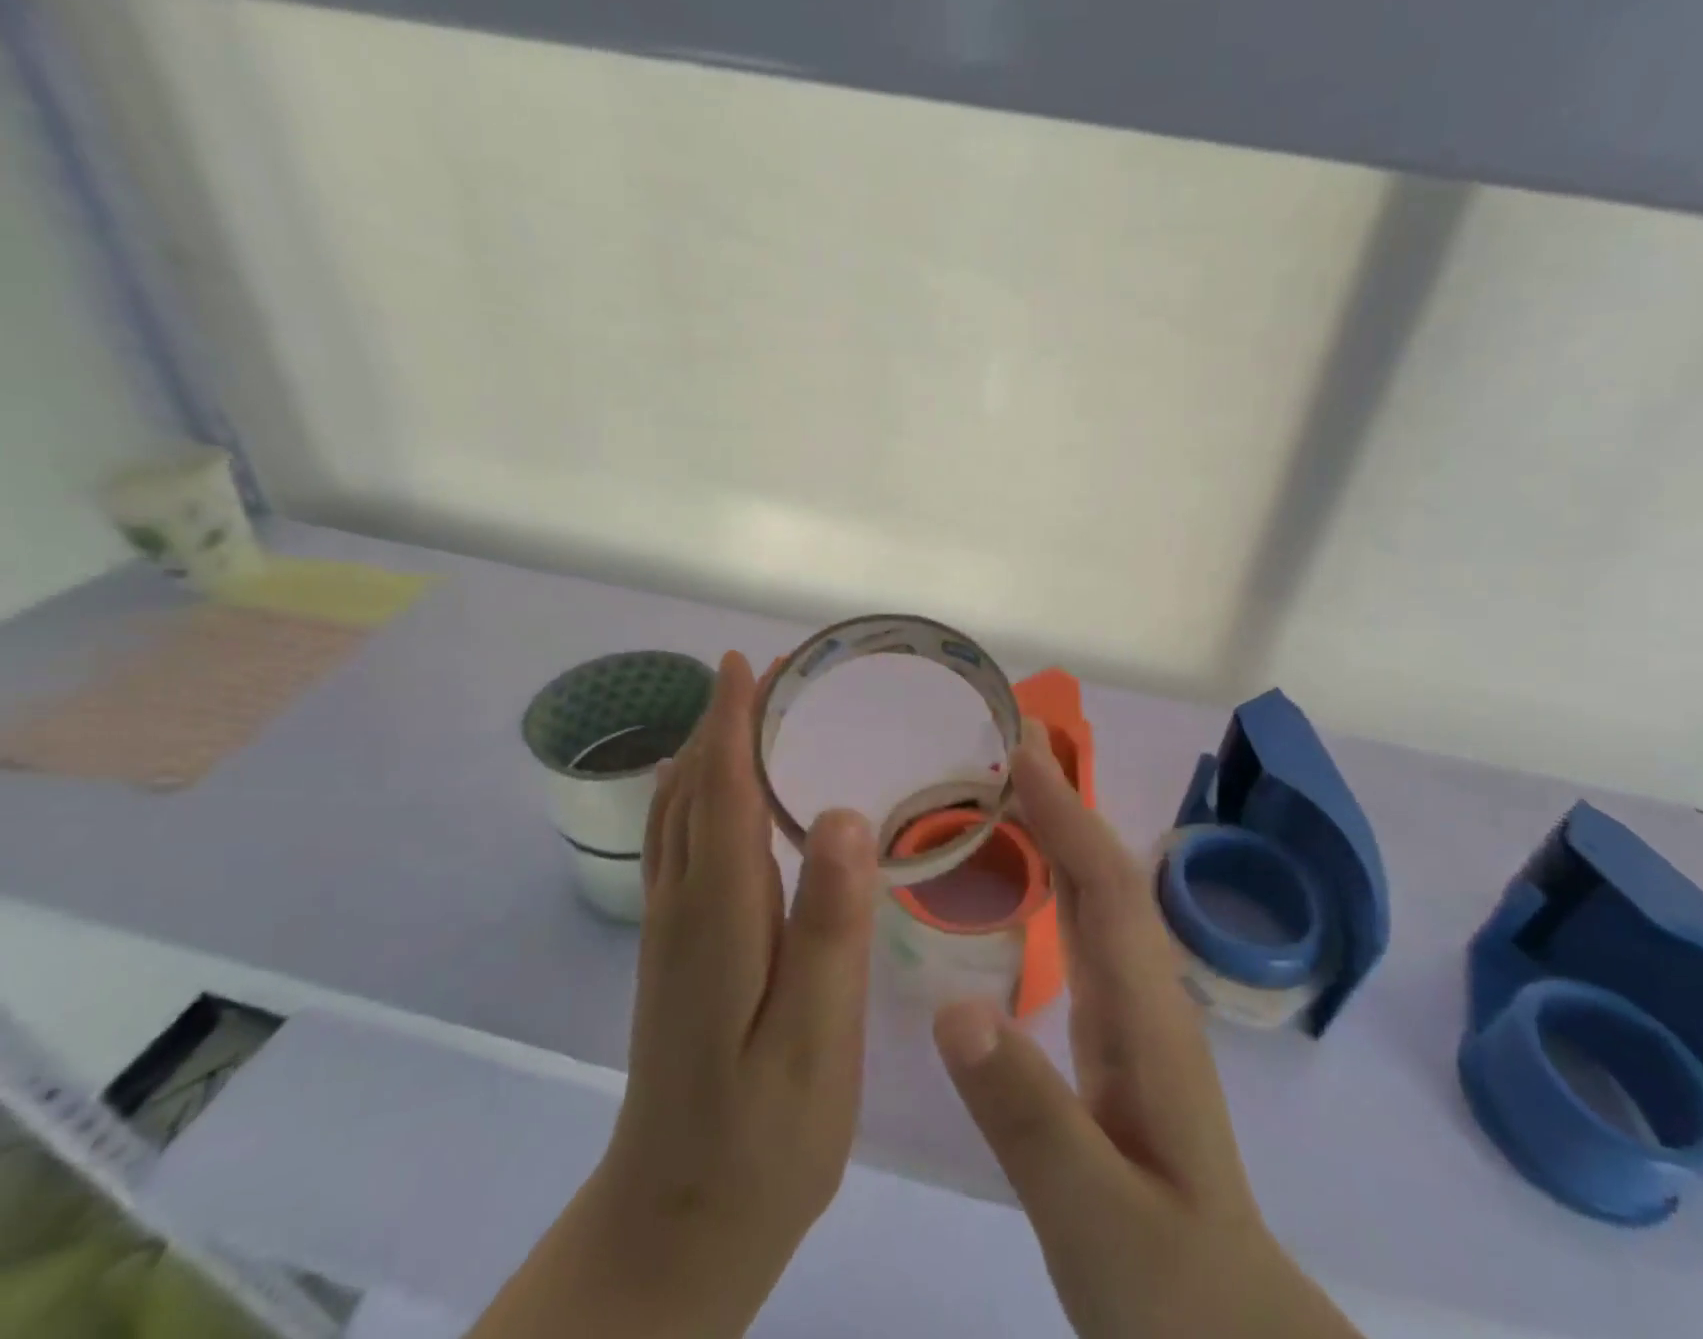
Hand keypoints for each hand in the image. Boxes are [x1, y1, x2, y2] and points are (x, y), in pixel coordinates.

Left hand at [472, 650, 878, 1338]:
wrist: (676, 1230)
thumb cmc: (764, 1139)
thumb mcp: (814, 1040)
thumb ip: (829, 926)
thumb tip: (840, 815)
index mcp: (718, 918)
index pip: (720, 793)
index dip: (732, 723)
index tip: (747, 663)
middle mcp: (682, 909)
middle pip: (692, 792)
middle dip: (721, 724)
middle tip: (764, 674)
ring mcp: (670, 933)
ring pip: (678, 817)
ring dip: (707, 755)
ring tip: (747, 715)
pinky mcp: (676, 954)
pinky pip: (682, 846)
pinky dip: (701, 797)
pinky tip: (728, 801)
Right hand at [933, 723, 1359, 1338]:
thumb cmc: (1169, 1287)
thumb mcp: (1093, 1216)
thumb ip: (1028, 1115)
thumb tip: (953, 1008)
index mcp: (1146, 1017)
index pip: (1105, 886)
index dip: (1066, 814)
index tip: (1021, 752)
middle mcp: (1148, 995)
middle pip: (1106, 873)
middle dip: (1064, 801)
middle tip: (1009, 744)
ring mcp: (1138, 1013)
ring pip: (1099, 897)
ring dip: (1061, 832)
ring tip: (1010, 787)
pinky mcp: (1121, 1036)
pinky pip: (1086, 932)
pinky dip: (1058, 881)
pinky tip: (1029, 877)